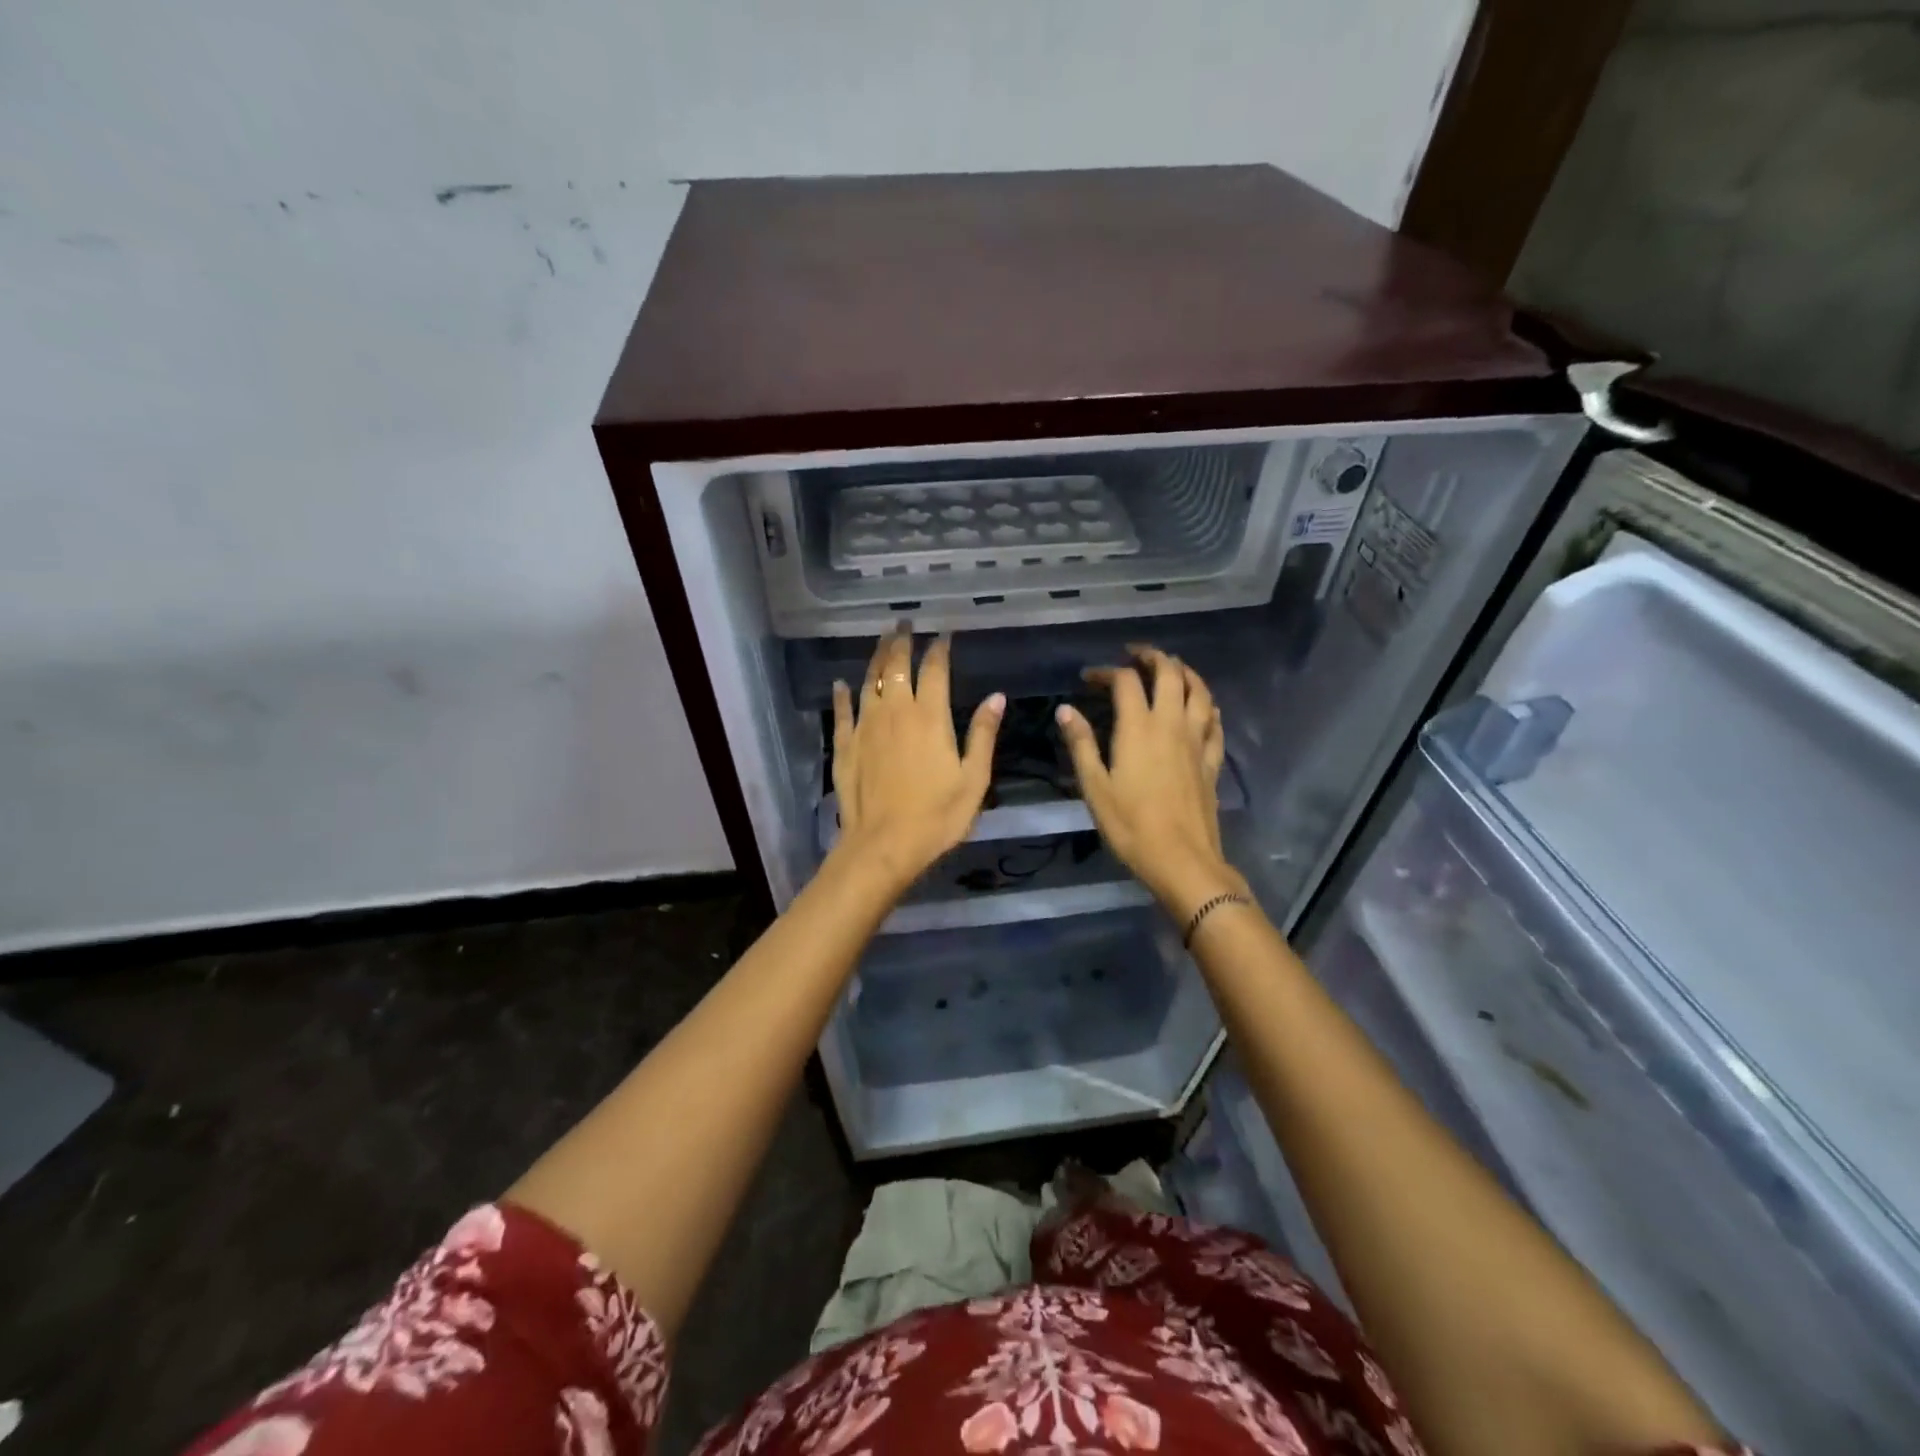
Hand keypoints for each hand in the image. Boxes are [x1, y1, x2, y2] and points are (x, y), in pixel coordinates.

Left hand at [830, 628, 1004, 894]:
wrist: (884, 844)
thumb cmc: (937, 816)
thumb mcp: (974, 779)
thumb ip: (983, 735)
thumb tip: (997, 697)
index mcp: (930, 716)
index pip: (935, 670)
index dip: (939, 649)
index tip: (943, 635)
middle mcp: (896, 711)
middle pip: (897, 666)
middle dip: (902, 641)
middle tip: (904, 624)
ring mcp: (866, 726)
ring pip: (869, 681)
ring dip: (876, 658)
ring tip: (882, 641)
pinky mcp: (845, 745)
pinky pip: (842, 711)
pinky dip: (842, 694)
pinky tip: (841, 684)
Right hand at [1056, 645, 1249, 919]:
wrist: (1182, 860)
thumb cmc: (1131, 826)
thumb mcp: (1095, 787)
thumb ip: (1081, 744)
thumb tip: (1065, 710)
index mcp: (1139, 728)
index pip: (1126, 682)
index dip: (1107, 672)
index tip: (1089, 678)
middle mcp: (1172, 724)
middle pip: (1170, 674)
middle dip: (1152, 657)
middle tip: (1135, 655)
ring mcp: (1197, 741)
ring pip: (1199, 691)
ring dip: (1185, 672)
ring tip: (1171, 668)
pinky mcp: (1212, 761)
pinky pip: (1215, 722)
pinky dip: (1207, 706)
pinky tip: (1203, 708)